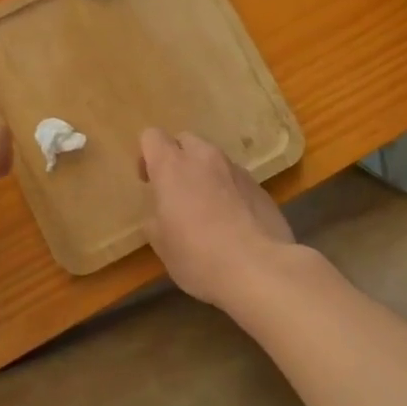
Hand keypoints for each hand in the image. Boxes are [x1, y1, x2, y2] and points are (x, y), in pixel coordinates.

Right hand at [138, 128, 303, 309]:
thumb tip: (161, 214)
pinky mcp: (259, 187)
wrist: (260, 269)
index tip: (149, 183)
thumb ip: (156, 219)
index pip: (152, 136)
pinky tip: (233, 223)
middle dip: (178, 159)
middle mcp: (204, 158)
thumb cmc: (198, 256)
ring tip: (207, 210)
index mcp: (172, 166)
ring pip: (213, 159)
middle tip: (176, 192)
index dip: (147, 156)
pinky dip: (228, 191)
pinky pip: (235, 179)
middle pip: (185, 140)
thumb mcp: (161, 245)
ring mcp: (236, 170)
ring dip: (205, 175)